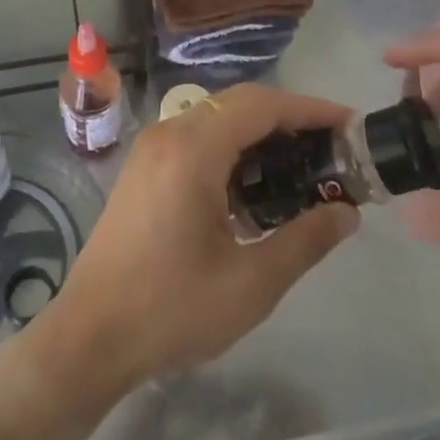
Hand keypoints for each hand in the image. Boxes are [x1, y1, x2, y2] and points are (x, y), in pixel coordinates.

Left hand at [47, 84, 358, 394]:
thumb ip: (305, 240)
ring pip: (218, 119)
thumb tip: (347, 212)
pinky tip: (255, 188)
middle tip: (332, 150)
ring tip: (302, 168)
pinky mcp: (144, 168)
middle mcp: (169, 133)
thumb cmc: (170, 310)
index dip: (310, 110)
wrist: (89, 336)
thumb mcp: (251, 283)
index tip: (350, 126)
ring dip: (261, 133)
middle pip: (240, 103)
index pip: (262, 105)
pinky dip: (233, 149)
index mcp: (192, 149)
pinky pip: (198, 138)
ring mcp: (151, 149)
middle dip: (290, 119)